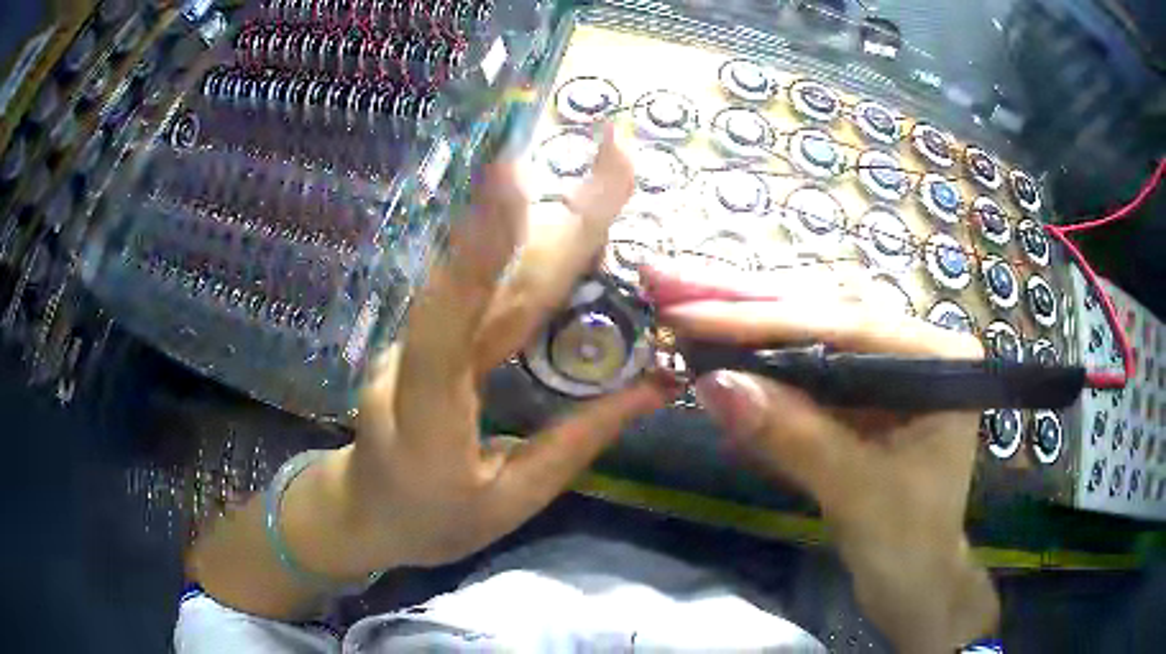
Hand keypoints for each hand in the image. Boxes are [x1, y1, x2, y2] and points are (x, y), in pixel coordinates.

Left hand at [190, 125, 675, 617]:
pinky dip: (535, 245)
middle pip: (487, 280)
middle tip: (615, 150)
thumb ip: (578, 441)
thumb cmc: (432, 518)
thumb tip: (655, 383)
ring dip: (551, 217)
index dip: (478, 251)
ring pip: (491, 272)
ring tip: (609, 171)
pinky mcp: (431, 331)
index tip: (514, 175)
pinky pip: (488, 286)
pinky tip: (577, 218)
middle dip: (553, 212)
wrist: (362, 508)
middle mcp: (413, 361)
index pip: (448, 327)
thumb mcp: (511, 500)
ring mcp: (418, 338)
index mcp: (424, 420)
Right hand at [644, 264, 999, 653]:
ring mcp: (884, 363)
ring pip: (806, 328)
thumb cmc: (905, 543)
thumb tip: (712, 382)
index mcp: (935, 357)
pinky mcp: (860, 389)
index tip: (687, 310)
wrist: (913, 582)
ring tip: (678, 294)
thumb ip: (792, 435)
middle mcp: (913, 344)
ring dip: (740, 315)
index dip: (761, 318)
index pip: (843, 324)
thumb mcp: (855, 491)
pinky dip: (754, 354)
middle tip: (667, 276)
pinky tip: (713, 332)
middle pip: (821, 309)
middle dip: (740, 297)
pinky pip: (802, 362)